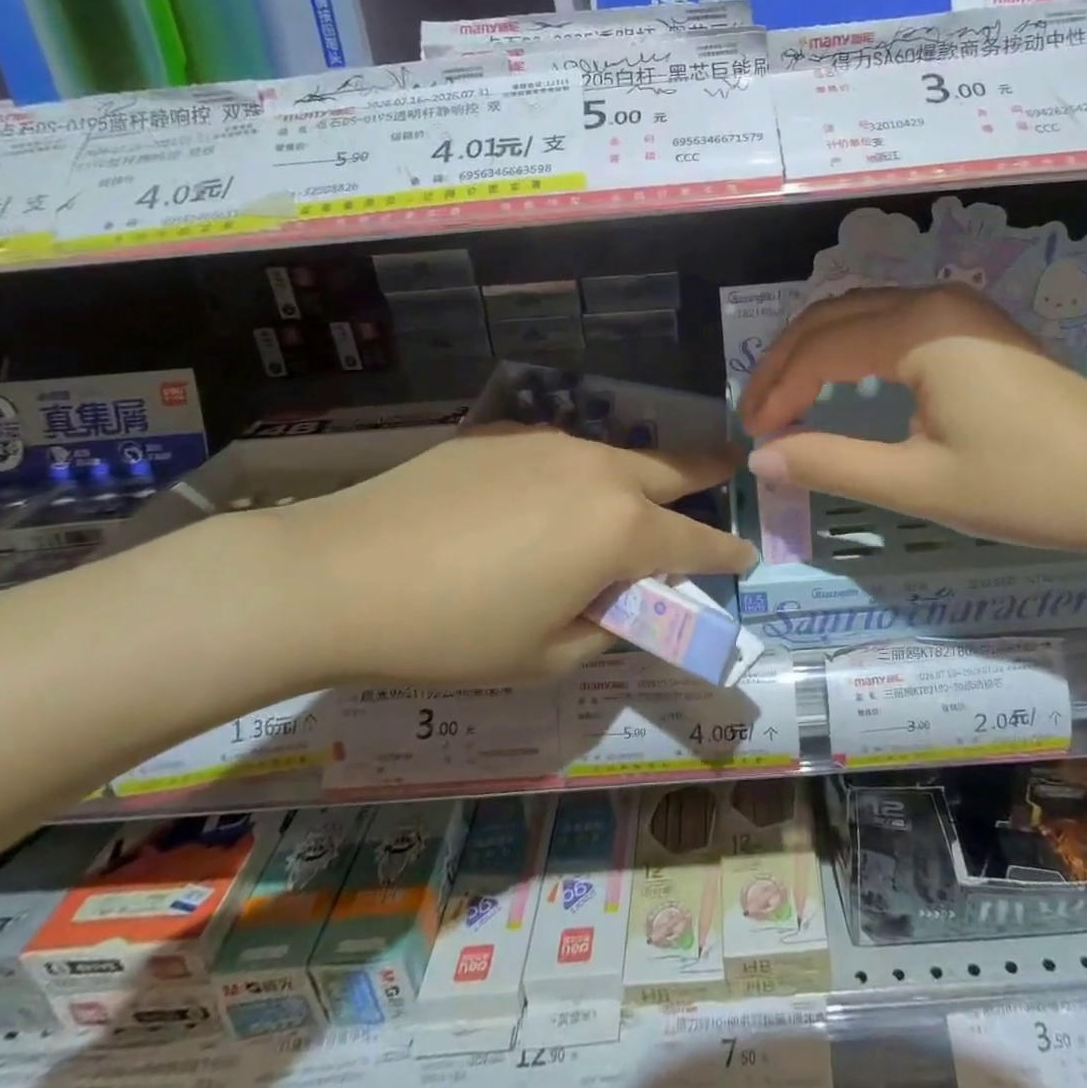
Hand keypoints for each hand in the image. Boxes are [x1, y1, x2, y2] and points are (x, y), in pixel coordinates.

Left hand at [262, 425, 755, 684]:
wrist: (339, 573)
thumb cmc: (453, 632)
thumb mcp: (545, 655)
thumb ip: (605, 625)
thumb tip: (623, 600)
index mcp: (620, 529)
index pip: (697, 541)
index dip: (727, 552)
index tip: (747, 553)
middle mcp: (599, 471)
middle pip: (673, 468)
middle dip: (708, 471)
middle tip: (729, 468)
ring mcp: (550, 442)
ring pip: (617, 455)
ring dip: (638, 475)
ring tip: (628, 497)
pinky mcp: (503, 432)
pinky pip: (562, 452)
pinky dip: (576, 473)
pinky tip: (544, 498)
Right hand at [739, 286, 1086, 553]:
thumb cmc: (1028, 487)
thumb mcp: (918, 482)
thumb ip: (830, 464)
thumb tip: (760, 460)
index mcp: (919, 327)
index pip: (819, 349)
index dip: (776, 392)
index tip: (752, 437)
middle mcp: (934, 299)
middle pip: (832, 317)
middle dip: (785, 364)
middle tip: (758, 416)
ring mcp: (960, 307)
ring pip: (860, 314)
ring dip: (816, 353)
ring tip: (787, 400)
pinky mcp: (976, 326)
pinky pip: (892, 324)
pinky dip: (852, 350)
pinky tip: (843, 383)